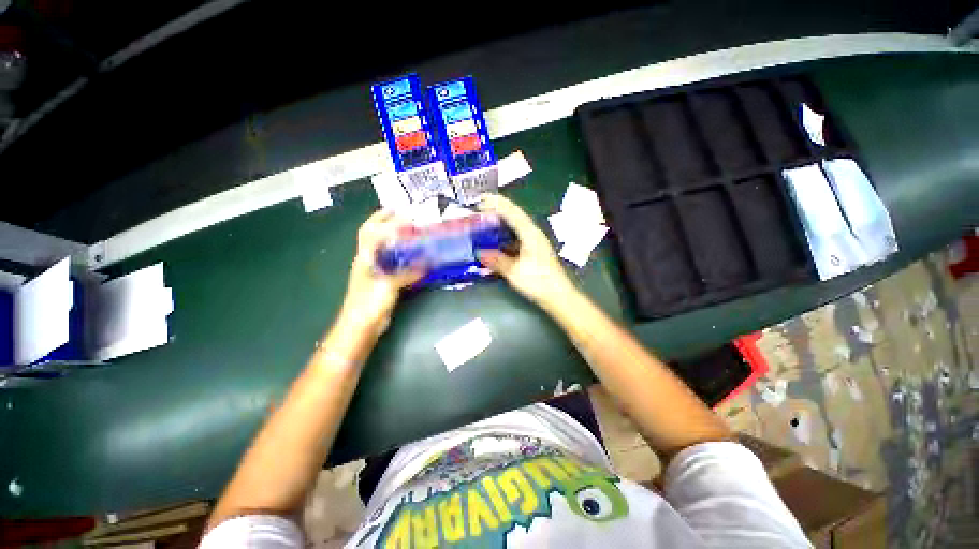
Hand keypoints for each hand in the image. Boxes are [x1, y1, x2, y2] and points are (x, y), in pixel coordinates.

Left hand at [340, 210, 425, 329]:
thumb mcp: (388, 285)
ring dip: (396, 239)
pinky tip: (415, 257)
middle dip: (386, 223)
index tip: (399, 210)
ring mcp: (375, 271)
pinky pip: (395, 264)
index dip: (383, 219)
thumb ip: (408, 272)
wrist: (361, 326)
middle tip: (405, 216)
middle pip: (375, 236)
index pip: (371, 231)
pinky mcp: (384, 282)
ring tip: (413, 233)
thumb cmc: (369, 303)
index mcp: (365, 258)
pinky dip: (404, 257)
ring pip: (386, 249)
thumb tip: (428, 263)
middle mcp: (368, 261)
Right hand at [477, 194, 576, 306]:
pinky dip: (506, 238)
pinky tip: (498, 243)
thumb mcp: (514, 271)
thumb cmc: (538, 281)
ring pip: (516, 228)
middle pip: (515, 217)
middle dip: (498, 211)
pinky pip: (518, 239)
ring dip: (502, 224)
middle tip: (482, 210)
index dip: (497, 204)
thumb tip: (480, 253)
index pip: (512, 212)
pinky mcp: (535, 252)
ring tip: (487, 224)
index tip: (483, 199)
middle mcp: (534, 234)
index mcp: (530, 234)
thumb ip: (497, 260)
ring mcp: (535, 243)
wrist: (558, 295)